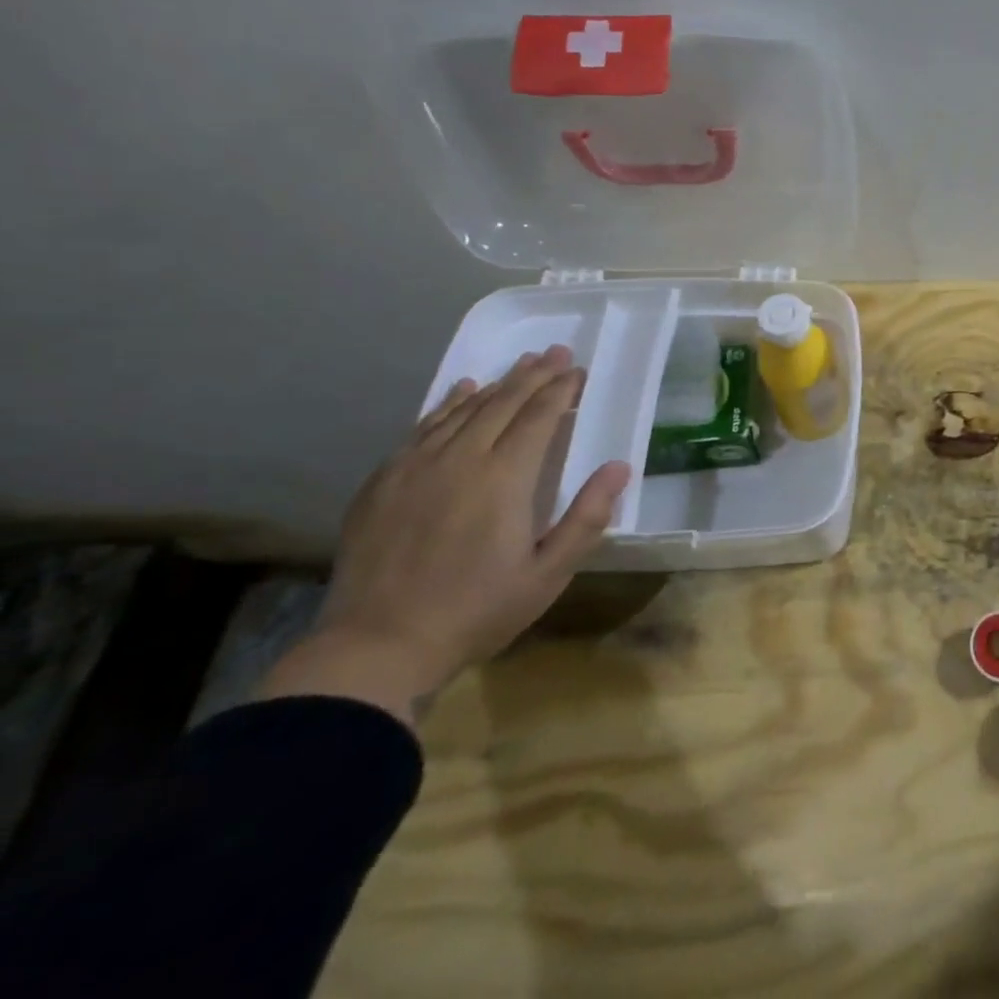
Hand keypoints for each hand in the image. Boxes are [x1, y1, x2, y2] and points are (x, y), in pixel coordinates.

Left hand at [257, 346, 629, 725]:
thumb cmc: (476, 611)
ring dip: (497, 383)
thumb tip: (620, 466)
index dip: (562, 390)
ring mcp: (415, 467)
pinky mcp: (384, 481)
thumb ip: (587, 517)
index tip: (579, 370)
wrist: (376, 648)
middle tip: (557, 352)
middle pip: (503, 403)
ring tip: (521, 364)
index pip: (540, 417)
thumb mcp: (548, 574)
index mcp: (504, 478)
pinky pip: (423, 427)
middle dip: (534, 374)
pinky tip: (460, 390)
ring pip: (463, 409)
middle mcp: (460, 459)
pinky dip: (447, 403)